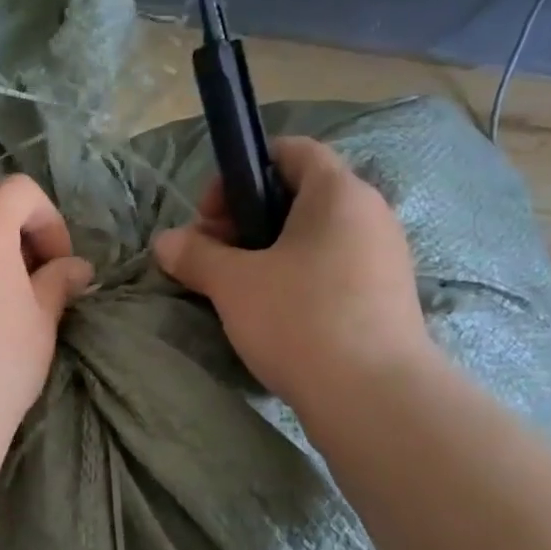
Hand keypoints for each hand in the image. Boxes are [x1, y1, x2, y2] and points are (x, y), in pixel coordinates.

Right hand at [152, 137, 434, 409]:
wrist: (374, 398)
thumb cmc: (300, 319)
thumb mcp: (233, 284)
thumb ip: (195, 254)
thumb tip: (165, 242)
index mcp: (338, 193)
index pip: (291, 152)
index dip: (243, 170)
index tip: (211, 213)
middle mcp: (369, 215)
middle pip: (299, 196)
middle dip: (246, 219)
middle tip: (213, 255)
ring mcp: (383, 258)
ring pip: (314, 237)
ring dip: (268, 252)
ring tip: (237, 288)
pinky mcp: (385, 298)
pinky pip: (331, 269)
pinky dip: (297, 278)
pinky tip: (272, 314)